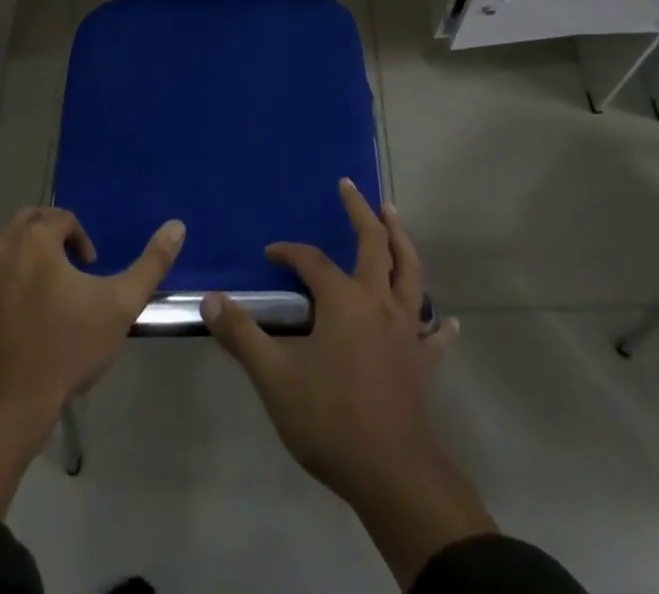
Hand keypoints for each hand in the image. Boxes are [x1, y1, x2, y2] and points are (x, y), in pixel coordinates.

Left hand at [0, 207, 184, 517]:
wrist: (3, 411)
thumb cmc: (65, 350)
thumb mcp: (120, 305)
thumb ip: (151, 262)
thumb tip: (178, 225)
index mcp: (34, 239)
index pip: (61, 218)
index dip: (80, 238)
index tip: (89, 269)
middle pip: (25, 224)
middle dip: (48, 239)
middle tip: (65, 274)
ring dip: (17, 259)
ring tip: (37, 293)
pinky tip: (8, 321)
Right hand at [202, 181, 493, 588]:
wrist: (389, 471)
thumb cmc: (329, 418)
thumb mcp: (274, 377)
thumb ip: (242, 336)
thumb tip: (210, 301)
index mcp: (343, 300)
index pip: (313, 262)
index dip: (290, 252)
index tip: (271, 253)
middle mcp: (379, 301)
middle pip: (374, 244)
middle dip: (361, 212)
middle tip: (351, 187)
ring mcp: (406, 329)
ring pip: (410, 272)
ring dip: (402, 241)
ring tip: (395, 218)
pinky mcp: (423, 360)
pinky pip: (434, 334)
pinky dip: (440, 323)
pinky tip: (448, 319)